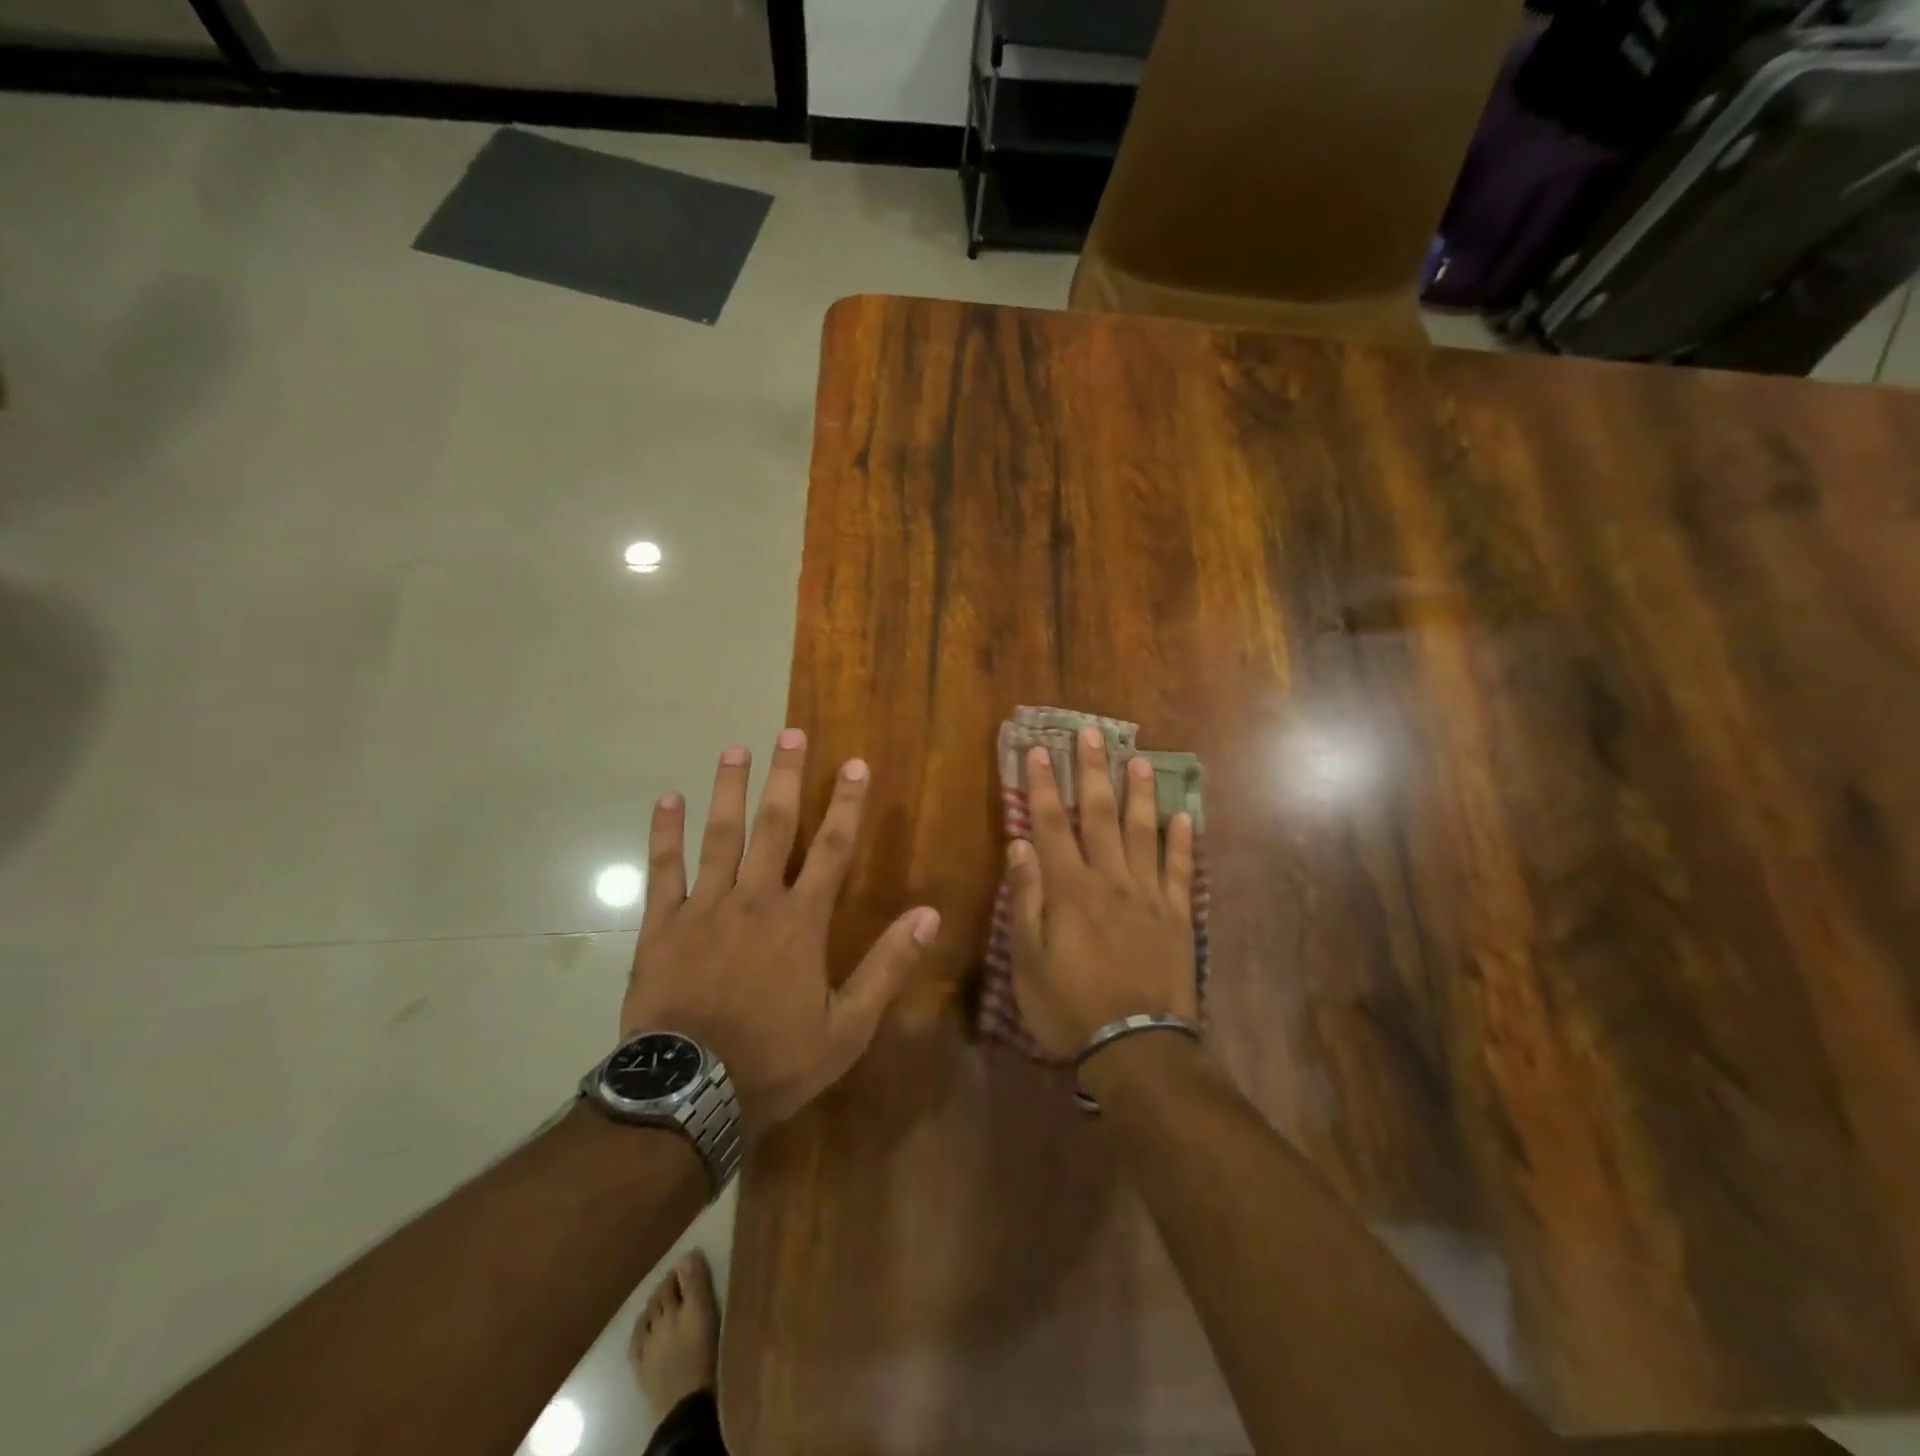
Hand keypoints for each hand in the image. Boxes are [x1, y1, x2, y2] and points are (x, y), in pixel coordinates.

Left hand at [621, 730, 940, 1129]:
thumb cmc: (775, 1061)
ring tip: (735, 749)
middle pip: (775, 827)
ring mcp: (705, 908)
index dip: (847, 804)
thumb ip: (887, 967)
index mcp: (800, 921)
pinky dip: (664, 834)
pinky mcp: (663, 926)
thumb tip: (929, 915)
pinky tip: (666, 799)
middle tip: (790, 733)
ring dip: (729, 790)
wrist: (688, 1094)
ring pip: (720, 836)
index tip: (854, 764)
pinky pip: (663, 870)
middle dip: (786, 777)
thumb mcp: (847, 1027)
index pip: (833, 849)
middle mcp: (755, 900)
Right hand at [1007, 726, 1196, 1059]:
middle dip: (1091, 771)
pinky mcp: (1177, 915)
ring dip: (1138, 793)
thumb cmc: (1070, 1007)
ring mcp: (1149, 895)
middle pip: (1098, 815)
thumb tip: (1020, 846)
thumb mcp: (1028, 961)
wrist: (1137, 1047)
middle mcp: (1110, 879)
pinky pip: (1181, 869)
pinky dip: (1182, 841)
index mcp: (1069, 889)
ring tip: (1138, 760)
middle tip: (1092, 733)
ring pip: (1143, 832)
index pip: (1050, 824)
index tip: (1037, 750)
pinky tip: (1183, 815)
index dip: (1041, 785)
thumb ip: (1026, 900)